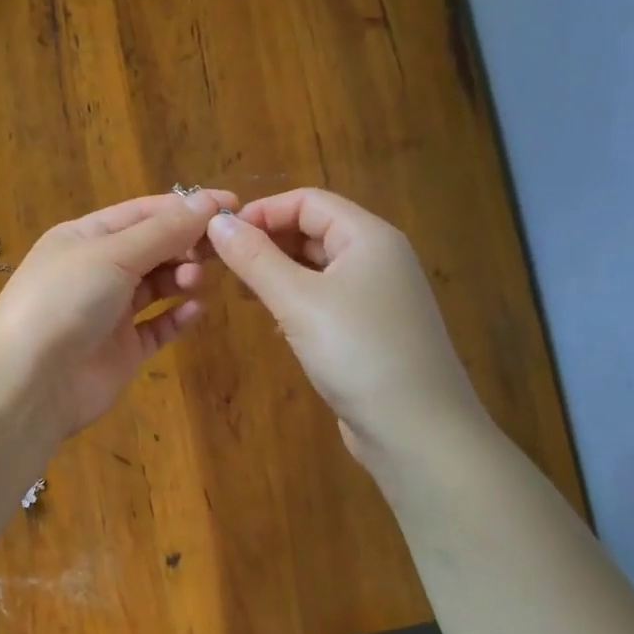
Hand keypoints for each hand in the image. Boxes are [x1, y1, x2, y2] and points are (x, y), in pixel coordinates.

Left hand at [0, 190, 235, 436]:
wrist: (31, 381)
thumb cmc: (66, 300)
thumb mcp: (113, 254)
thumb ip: (164, 230)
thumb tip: (209, 201)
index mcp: (85, 237)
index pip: (143, 212)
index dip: (185, 207)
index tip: (231, 204)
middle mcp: (97, 270)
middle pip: (153, 247)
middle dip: (186, 243)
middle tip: (220, 248)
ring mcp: (110, 312)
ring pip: (158, 286)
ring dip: (182, 277)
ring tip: (196, 279)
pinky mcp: (123, 350)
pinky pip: (159, 326)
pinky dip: (178, 316)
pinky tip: (196, 309)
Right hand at [206, 188, 488, 462]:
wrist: (418, 432)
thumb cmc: (358, 353)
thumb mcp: (298, 300)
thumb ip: (254, 258)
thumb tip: (215, 221)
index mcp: (368, 236)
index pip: (307, 201)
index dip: (261, 212)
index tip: (219, 237)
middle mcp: (377, 258)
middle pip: (313, 230)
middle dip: (266, 242)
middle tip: (222, 266)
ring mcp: (376, 296)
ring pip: (316, 267)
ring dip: (276, 272)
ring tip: (241, 293)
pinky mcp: (370, 330)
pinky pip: (325, 299)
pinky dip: (294, 301)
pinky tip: (274, 324)